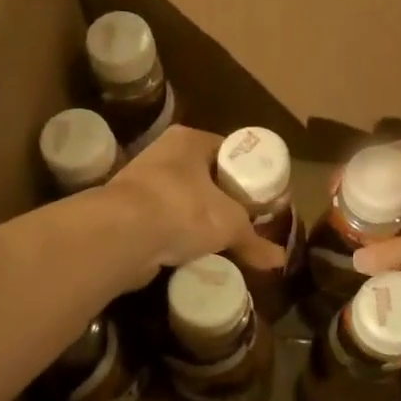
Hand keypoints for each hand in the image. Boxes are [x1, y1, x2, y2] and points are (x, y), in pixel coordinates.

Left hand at [99, 126, 283, 283]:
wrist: (121, 234)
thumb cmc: (183, 209)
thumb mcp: (229, 224)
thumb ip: (254, 240)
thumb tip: (279, 260)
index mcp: (190, 140)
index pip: (229, 150)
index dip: (249, 173)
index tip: (264, 197)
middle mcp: (163, 154)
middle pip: (206, 176)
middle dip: (226, 199)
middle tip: (248, 221)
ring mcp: (141, 183)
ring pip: (184, 200)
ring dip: (201, 219)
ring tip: (224, 241)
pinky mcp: (127, 213)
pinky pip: (165, 223)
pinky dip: (179, 237)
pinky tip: (195, 253)